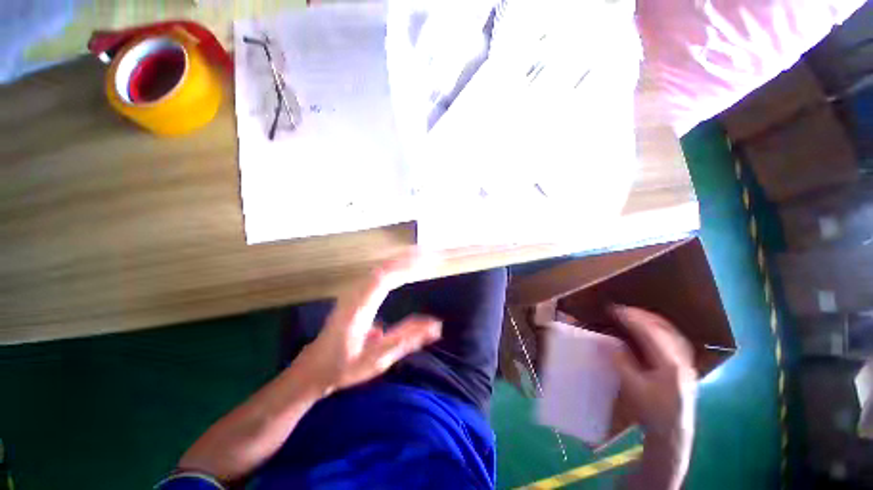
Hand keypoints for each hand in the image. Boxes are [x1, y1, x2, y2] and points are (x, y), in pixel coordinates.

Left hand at [294, 252, 442, 395]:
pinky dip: (392, 268)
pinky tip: (401, 268)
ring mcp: (353, 293)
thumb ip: (407, 339)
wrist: (313, 368)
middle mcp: (355, 294)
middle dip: (406, 258)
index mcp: (359, 308)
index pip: (385, 278)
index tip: (425, 261)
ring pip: (379, 269)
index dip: (405, 267)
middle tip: (428, 253)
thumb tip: (436, 326)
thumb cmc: (344, 366)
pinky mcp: (354, 295)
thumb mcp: (378, 359)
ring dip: (399, 260)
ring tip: (419, 255)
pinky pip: (375, 275)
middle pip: (383, 268)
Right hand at [611, 306, 696, 439]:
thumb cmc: (652, 411)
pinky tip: (651, 327)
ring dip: (650, 318)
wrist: (674, 432)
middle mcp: (682, 358)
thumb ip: (622, 361)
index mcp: (669, 364)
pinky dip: (660, 327)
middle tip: (620, 309)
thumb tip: (610, 341)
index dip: (630, 318)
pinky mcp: (686, 363)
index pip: (649, 332)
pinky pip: (674, 337)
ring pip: (670, 330)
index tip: (613, 309)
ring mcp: (687, 360)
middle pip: (662, 327)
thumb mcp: (632, 387)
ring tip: (633, 314)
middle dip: (640, 314)